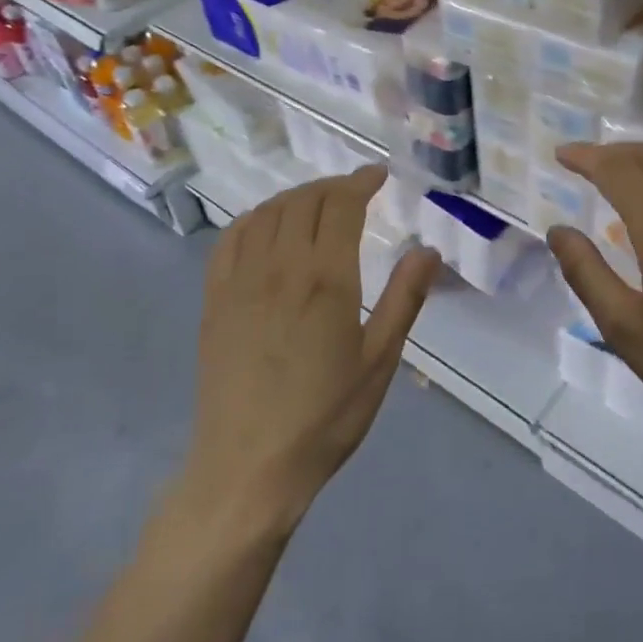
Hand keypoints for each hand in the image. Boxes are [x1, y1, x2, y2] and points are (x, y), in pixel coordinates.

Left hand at [181, 167, 441, 535]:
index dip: (360, 181)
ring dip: (296, 196)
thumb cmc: (324, 417)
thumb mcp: (379, 362)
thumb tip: (428, 250)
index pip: (341, 205)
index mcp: (325, 278)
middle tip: (354, 191)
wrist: (249, 466)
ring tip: (316, 203)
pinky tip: (266, 225)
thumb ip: (404, 299)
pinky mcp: (215, 298)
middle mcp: (280, 265)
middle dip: (333, 186)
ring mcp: (240, 279)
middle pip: (304, 201)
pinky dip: (254, 218)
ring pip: (267, 212)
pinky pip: (231, 238)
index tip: (378, 176)